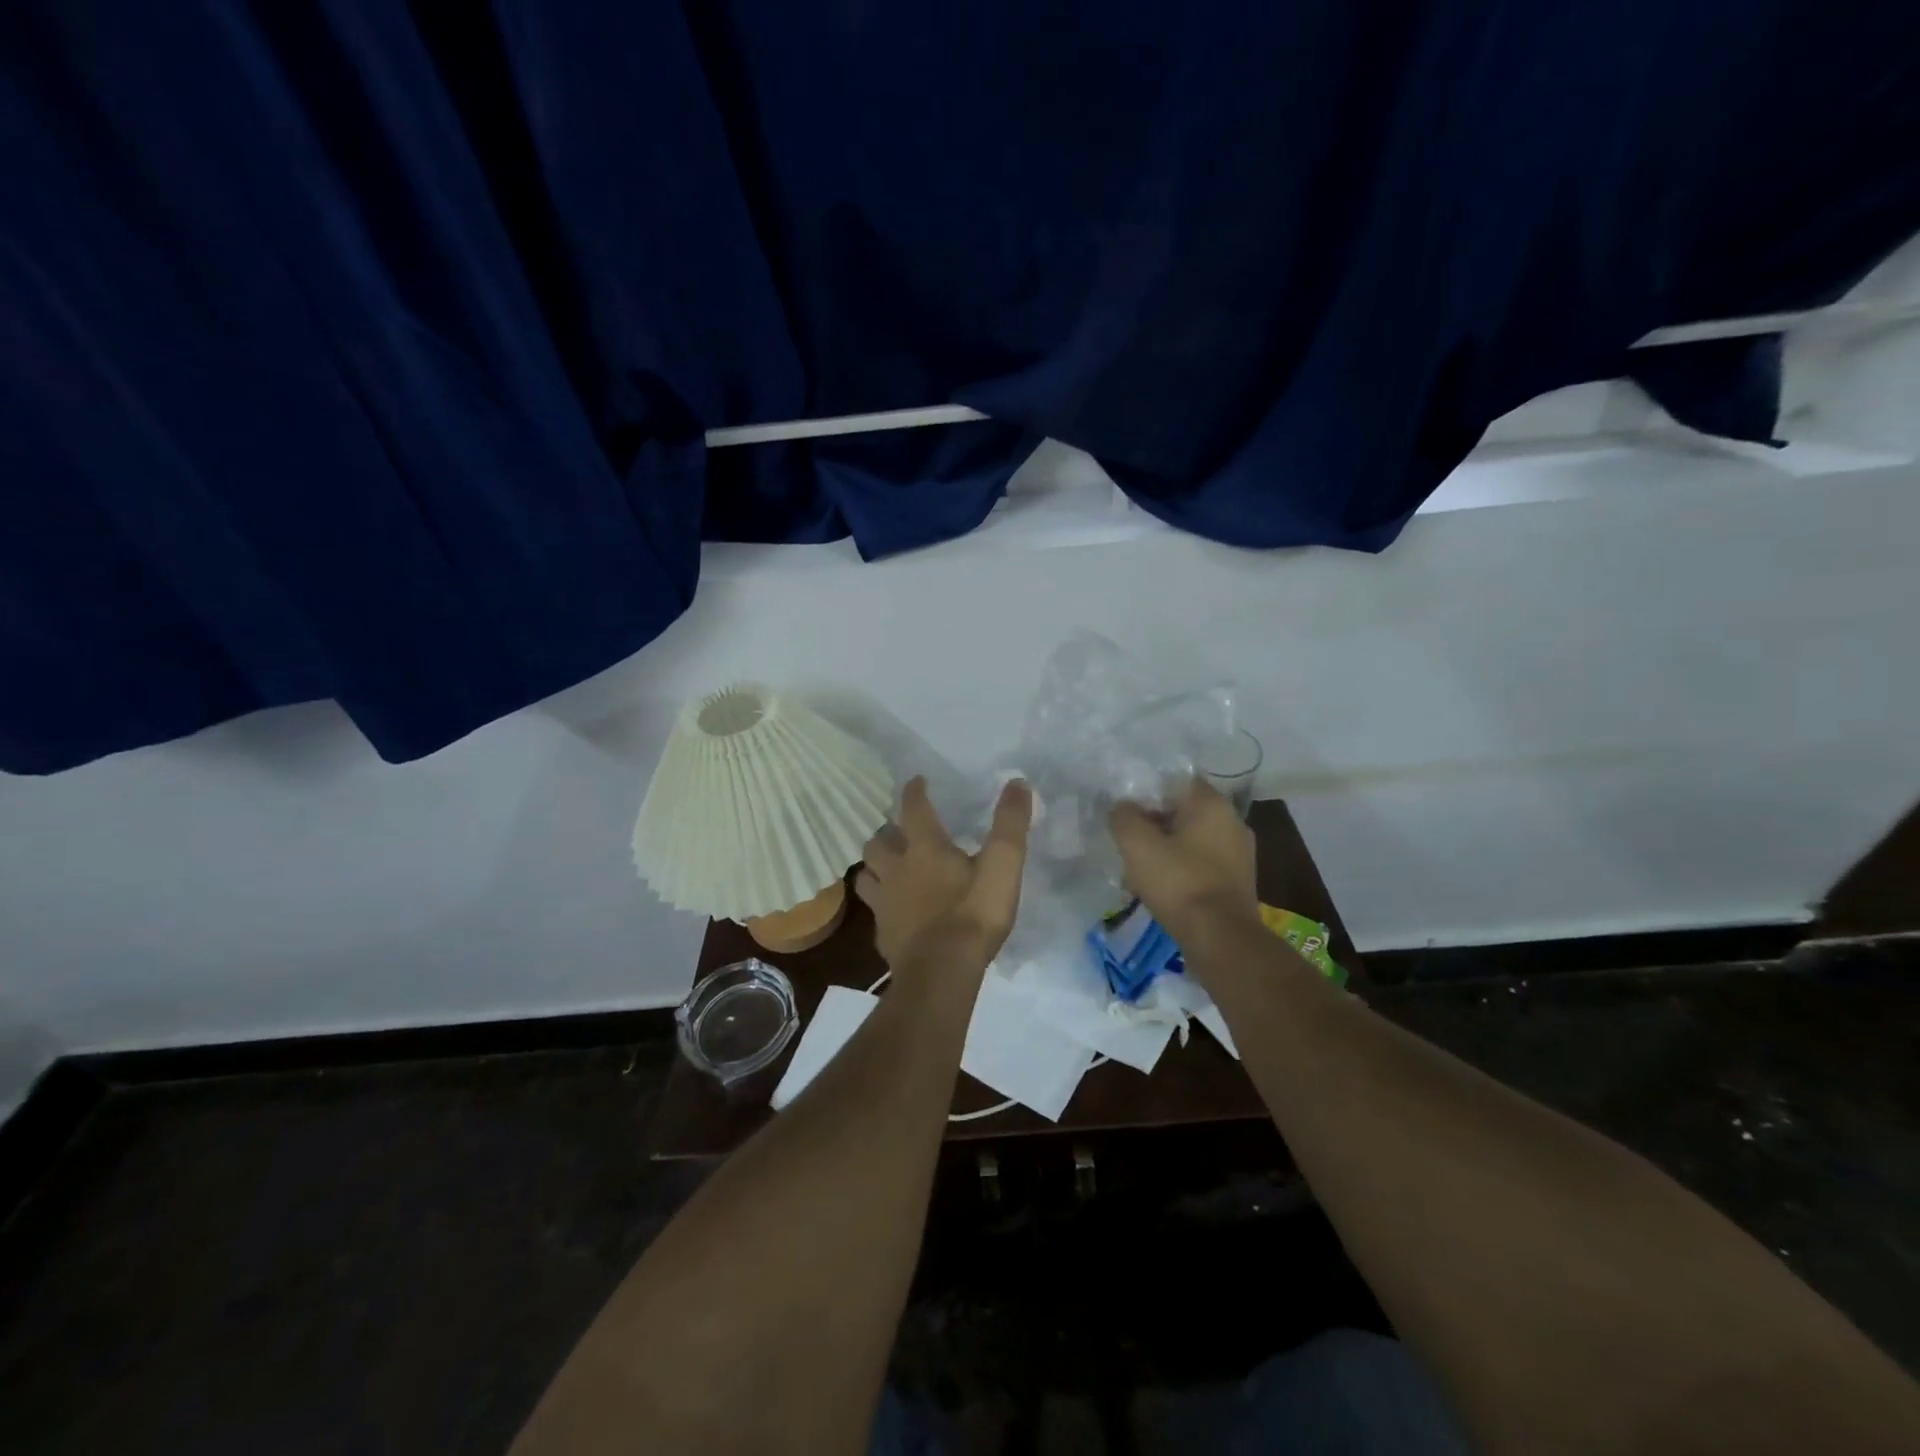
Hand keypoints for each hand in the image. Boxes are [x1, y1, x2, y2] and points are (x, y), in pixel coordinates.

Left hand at [856, 776, 1032, 972]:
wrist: (941, 973)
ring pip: (867, 874)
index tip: (917, 781)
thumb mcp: (1002, 867)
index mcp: (924, 849)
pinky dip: (881, 902)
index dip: (915, 792)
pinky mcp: (882, 933)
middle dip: (887, 832)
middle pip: (878, 841)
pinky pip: (874, 909)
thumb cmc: (973, 915)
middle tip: (900, 831)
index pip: (913, 808)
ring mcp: (884, 903)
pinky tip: (892, 910)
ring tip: (888, 866)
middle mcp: (896, 869)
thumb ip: (1010, 825)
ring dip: (875, 865)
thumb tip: (1017, 782)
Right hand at [1108, 779, 1259, 948]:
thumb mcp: (1137, 844)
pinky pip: (1201, 864)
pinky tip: (1160, 888)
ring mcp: (1239, 853)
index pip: (1175, 780)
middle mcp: (1232, 821)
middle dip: (1153, 823)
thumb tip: (1122, 807)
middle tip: (1127, 840)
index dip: (1146, 791)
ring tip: (1138, 868)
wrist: (1220, 939)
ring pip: (1191, 839)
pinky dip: (1180, 870)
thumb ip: (1124, 816)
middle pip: (1183, 811)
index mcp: (1212, 804)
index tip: (1124, 809)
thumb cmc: (1179, 882)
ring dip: (1165, 849)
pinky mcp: (1237, 881)